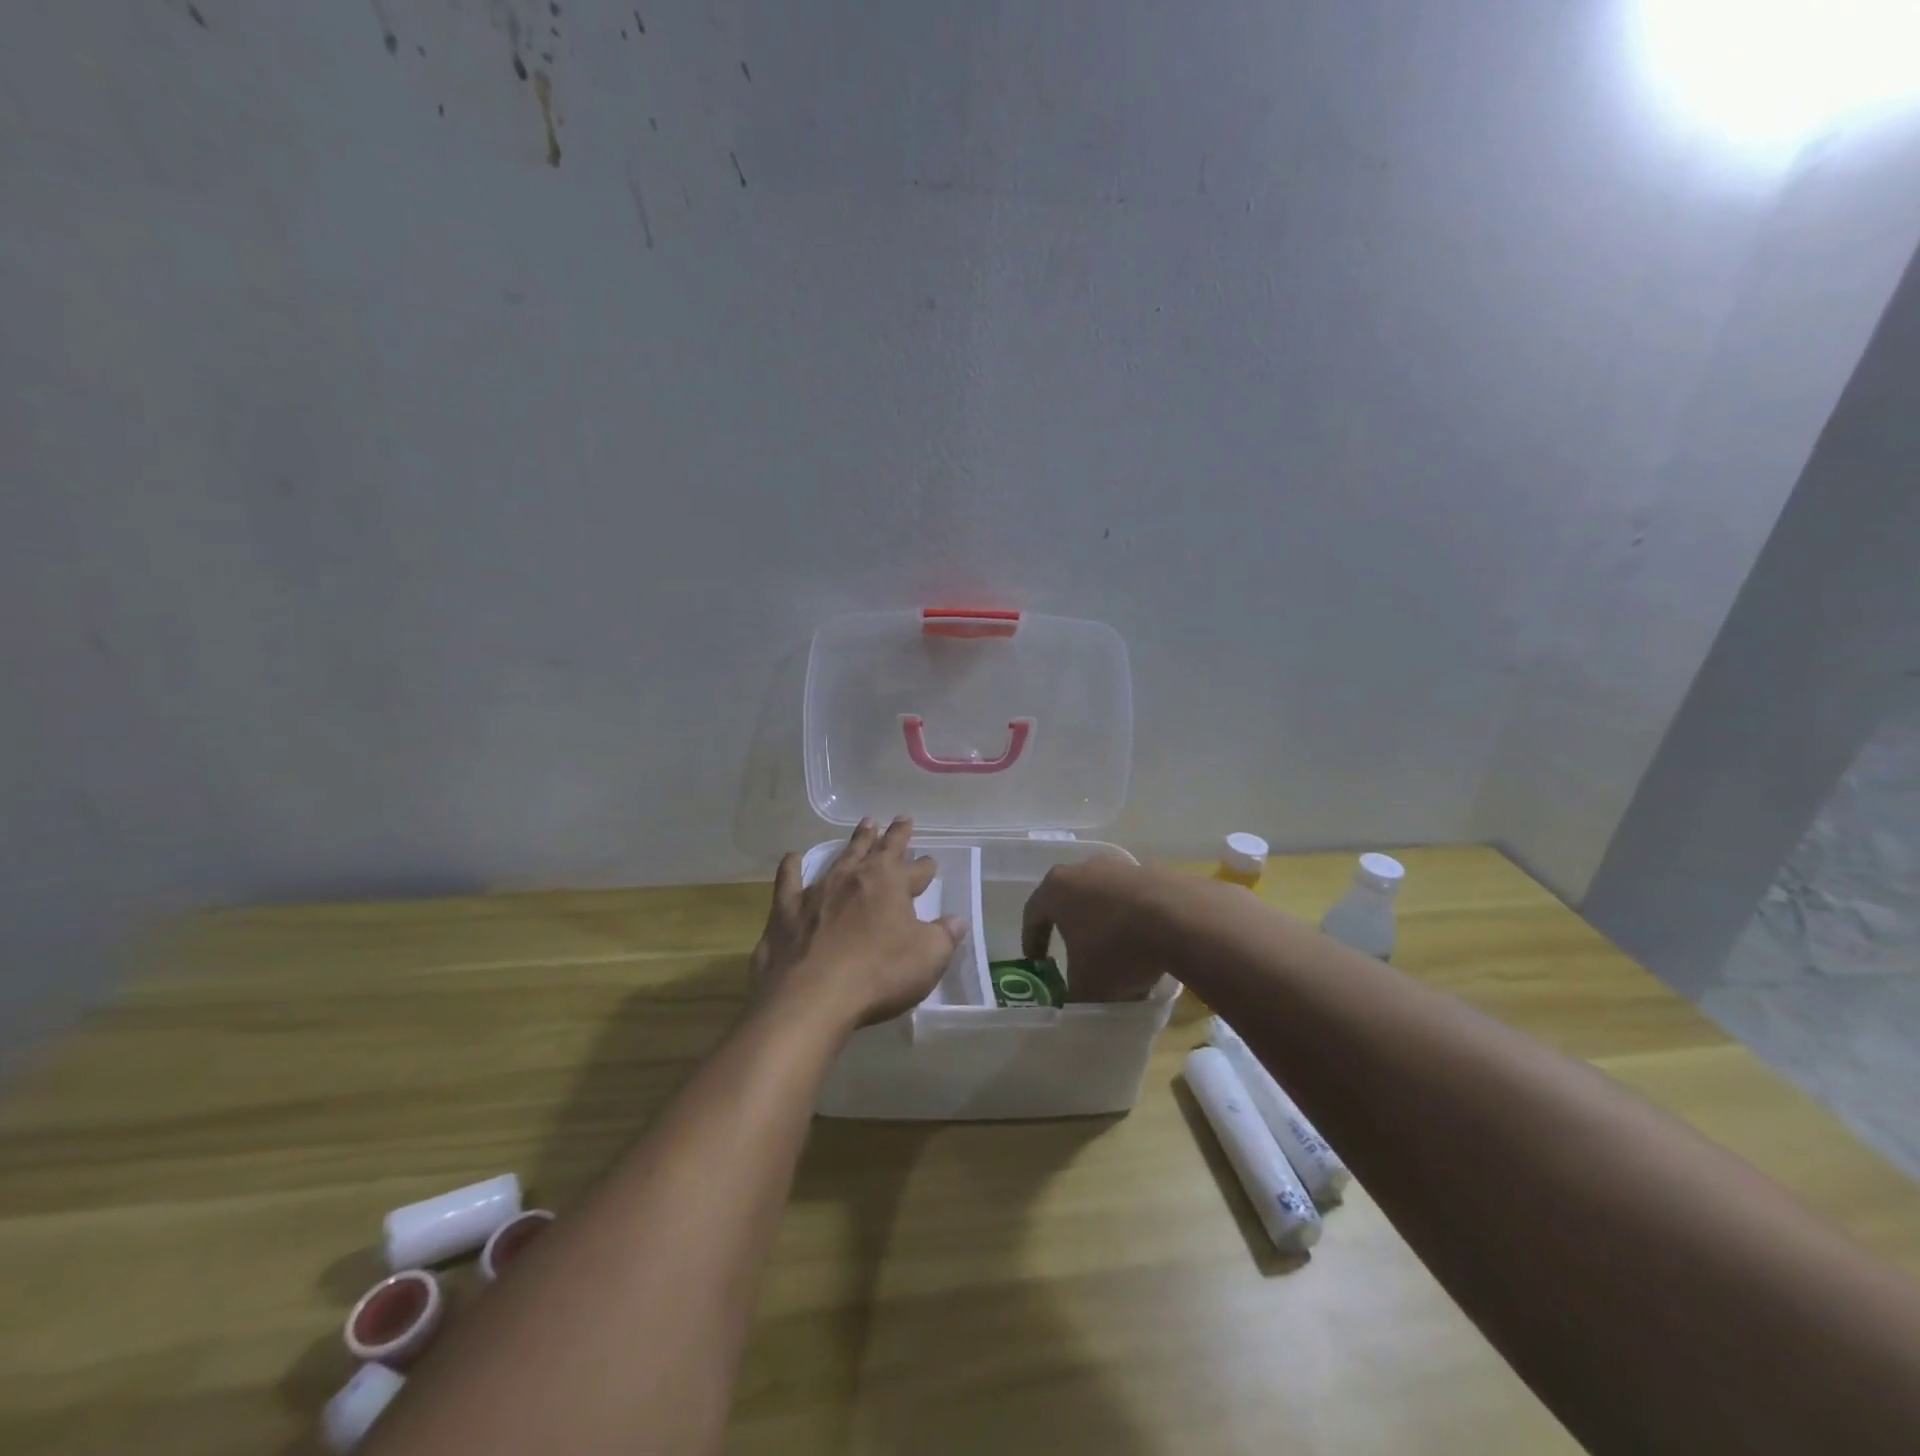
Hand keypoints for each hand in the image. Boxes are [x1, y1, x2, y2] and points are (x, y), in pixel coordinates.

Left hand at [751, 817, 964, 1031]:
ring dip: (856, 841)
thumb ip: (944, 936)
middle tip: (900, 820)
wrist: (811, 997)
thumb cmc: (879, 974)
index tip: (929, 862)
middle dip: (893, 836)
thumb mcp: (928, 958)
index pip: (915, 868)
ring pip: (841, 856)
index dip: (924, 866)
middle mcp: (855, 876)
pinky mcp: (787, 909)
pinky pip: (789, 879)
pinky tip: (793, 857)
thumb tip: (956, 920)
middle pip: (879, 849)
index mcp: (891, 883)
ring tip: (865, 825)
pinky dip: (792, 866)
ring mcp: (818, 890)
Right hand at [1021, 857, 1175, 1002]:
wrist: (1178, 918)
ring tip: (1115, 952)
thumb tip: (1075, 1001)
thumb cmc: (1116, 948)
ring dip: (1104, 922)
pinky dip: (1132, 919)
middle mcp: (1083, 869)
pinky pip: (1132, 899)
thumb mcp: (1087, 985)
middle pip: (1069, 899)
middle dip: (1069, 927)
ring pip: (1102, 898)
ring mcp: (1119, 867)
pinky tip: (1145, 943)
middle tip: (1073, 951)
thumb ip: (1073, 994)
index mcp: (1056, 889)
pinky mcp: (1151, 871)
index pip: (1033, 914)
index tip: (1037, 962)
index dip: (1032, 940)